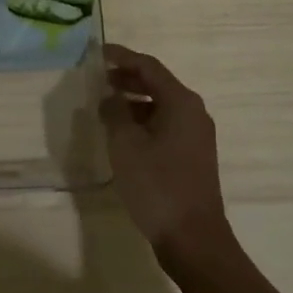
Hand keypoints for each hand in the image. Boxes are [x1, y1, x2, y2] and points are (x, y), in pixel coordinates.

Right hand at [100, 44, 232, 261]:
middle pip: (157, 83)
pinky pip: (165, 124)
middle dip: (127, 78)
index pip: (148, 66)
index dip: (122, 56)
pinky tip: (123, 133)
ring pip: (161, 105)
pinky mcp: (192, 156)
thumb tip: (110, 97)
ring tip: (105, 106)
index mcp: (181, 102)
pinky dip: (143, 120)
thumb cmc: (157, 185)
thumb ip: (115, 112)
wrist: (193, 240)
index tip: (97, 53)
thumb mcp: (126, 144)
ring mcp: (195, 135)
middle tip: (98, 78)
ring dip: (133, 101)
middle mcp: (193, 112)